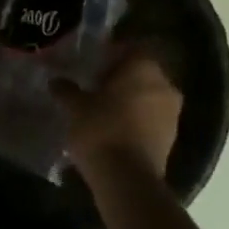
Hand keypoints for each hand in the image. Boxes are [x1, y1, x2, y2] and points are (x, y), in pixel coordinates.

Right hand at [55, 50, 182, 177]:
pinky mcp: (171, 137)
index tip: (92, 65)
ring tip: (102, 110)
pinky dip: (135, 120)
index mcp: (144, 67)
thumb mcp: (76, 108)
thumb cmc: (101, 130)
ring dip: (129, 100)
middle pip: (141, 72)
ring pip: (148, 96)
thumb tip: (56, 81)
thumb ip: (67, 90)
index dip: (111, 54)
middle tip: (94, 86)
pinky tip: (114, 129)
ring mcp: (172, 112)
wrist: (127, 179)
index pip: (131, 48)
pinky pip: (151, 118)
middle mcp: (165, 84)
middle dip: (120, 78)